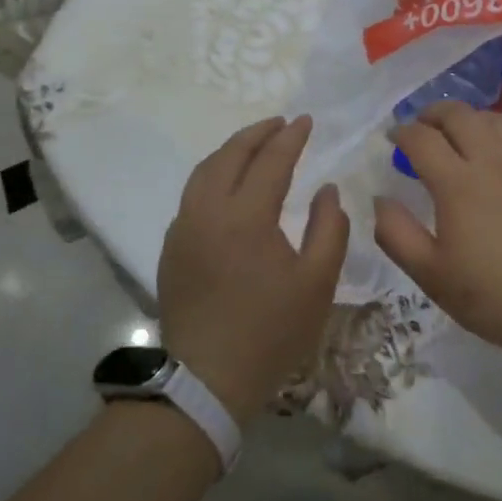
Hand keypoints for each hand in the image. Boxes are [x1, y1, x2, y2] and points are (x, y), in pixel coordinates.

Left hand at [158, 116, 349, 425]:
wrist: (207, 380)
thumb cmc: (271, 331)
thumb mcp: (317, 283)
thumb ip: (329, 228)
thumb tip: (327, 190)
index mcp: (246, 217)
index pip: (271, 161)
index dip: (291, 137)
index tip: (307, 121)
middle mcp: (207, 211)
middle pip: (230, 155)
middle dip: (257, 133)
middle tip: (281, 123)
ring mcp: (183, 228)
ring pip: (204, 171)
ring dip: (231, 151)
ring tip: (255, 145)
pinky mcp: (172, 247)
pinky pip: (193, 195)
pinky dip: (214, 175)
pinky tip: (229, 185)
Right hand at [374, 101, 501, 357]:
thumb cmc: (495, 297)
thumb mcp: (432, 276)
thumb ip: (396, 234)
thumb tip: (380, 199)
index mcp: (458, 184)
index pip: (421, 138)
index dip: (402, 133)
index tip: (393, 139)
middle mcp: (493, 161)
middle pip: (458, 115)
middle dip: (432, 114)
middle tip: (422, 128)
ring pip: (492, 119)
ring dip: (467, 120)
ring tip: (458, 137)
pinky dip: (498, 137)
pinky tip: (497, 161)